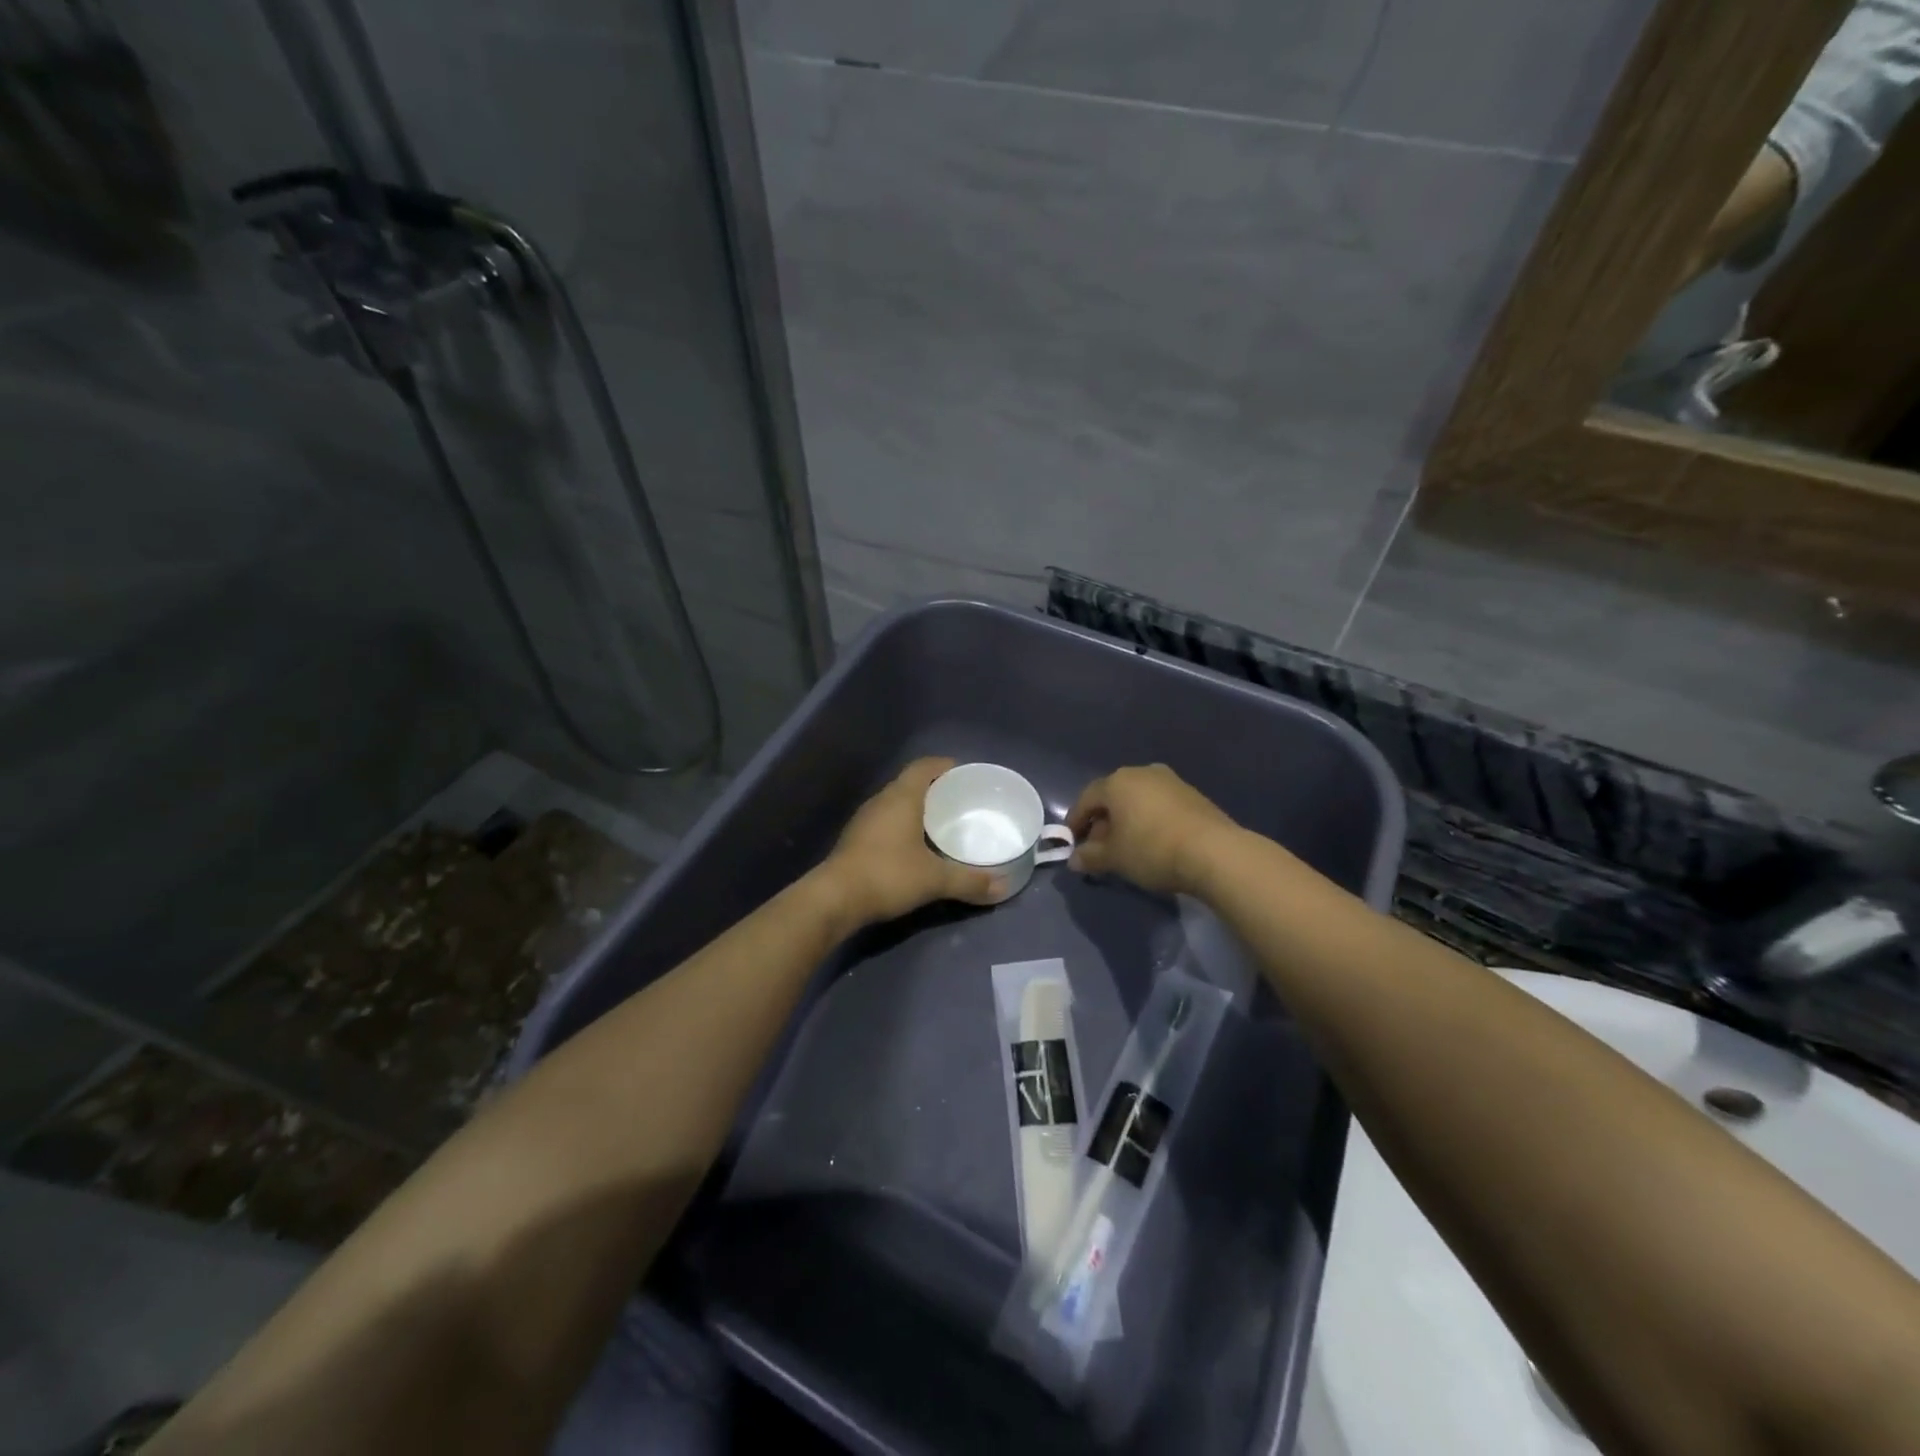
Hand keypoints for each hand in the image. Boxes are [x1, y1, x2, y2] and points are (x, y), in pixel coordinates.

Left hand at [820, 757, 1000, 927]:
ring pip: (895, 804)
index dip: (943, 766)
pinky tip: (914, 846)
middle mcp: (881, 801)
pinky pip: (884, 822)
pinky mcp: (854, 840)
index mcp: (901, 798)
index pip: (924, 767)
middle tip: (958, 801)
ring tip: (940, 822)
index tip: (963, 773)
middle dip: (933, 788)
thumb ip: (969, 881)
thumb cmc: (888, 875)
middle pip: (909, 783)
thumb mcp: (934, 879)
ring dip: (916, 808)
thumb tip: (1001, 887)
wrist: (835, 899)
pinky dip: (902, 826)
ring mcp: (864, 820)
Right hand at [1066, 764, 1238, 896]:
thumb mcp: (1114, 858)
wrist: (1214, 852)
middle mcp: (1142, 773)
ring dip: (1127, 821)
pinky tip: (1153, 843)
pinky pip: (1159, 805)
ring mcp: (1171, 781)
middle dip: (1102, 822)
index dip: (1075, 821)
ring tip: (1127, 847)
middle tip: (1098, 848)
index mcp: (1117, 782)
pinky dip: (1149, 820)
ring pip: (1138, 800)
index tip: (1071, 841)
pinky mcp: (1192, 795)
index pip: (1087, 798)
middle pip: (1113, 796)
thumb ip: (1090, 856)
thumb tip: (1074, 860)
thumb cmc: (1152, 850)